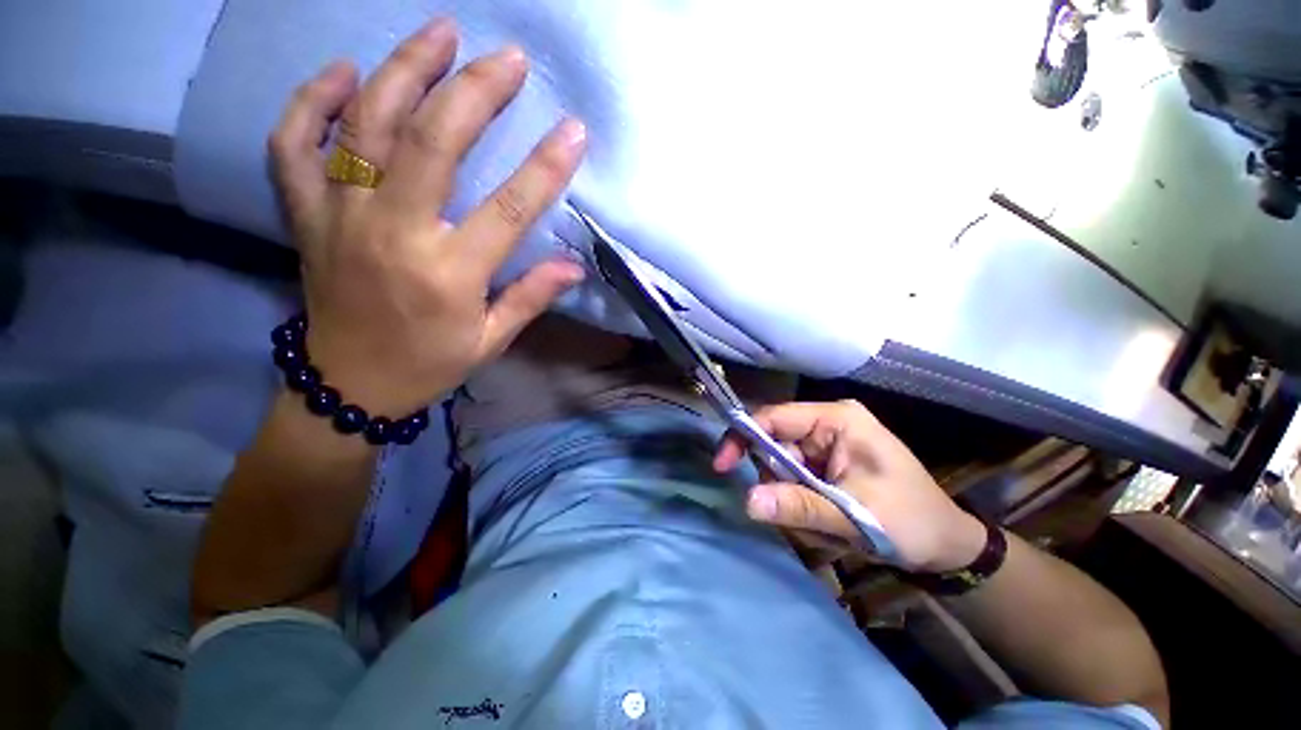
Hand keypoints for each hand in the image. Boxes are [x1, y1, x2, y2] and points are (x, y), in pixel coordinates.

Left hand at [268, 18, 586, 416]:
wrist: (349, 384)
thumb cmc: (430, 363)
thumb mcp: (492, 341)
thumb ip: (531, 297)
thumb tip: (574, 266)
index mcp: (448, 274)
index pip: (508, 209)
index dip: (546, 167)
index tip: (574, 130)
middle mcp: (394, 234)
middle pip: (434, 143)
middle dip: (476, 91)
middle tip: (508, 57)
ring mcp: (341, 218)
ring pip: (367, 125)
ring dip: (405, 69)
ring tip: (439, 32)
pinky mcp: (307, 216)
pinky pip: (294, 145)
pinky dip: (313, 101)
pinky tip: (346, 73)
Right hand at [714, 400, 986, 571]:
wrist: (945, 547)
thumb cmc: (911, 522)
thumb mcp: (856, 516)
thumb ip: (800, 506)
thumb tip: (747, 499)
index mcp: (837, 419)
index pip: (774, 418)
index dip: (742, 437)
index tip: (722, 466)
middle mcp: (826, 424)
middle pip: (774, 445)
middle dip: (780, 483)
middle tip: (805, 518)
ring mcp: (824, 444)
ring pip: (781, 466)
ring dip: (793, 499)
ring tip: (829, 526)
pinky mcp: (824, 463)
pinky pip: (793, 479)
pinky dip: (801, 504)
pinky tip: (829, 523)